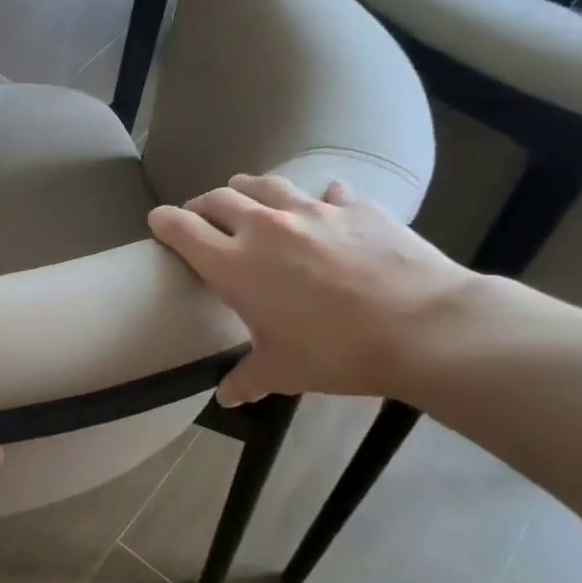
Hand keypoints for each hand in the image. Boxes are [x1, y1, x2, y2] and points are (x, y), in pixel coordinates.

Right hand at [148, 174, 479, 404]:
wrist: (423, 327)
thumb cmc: (336, 352)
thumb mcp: (283, 371)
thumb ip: (247, 379)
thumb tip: (227, 398)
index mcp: (234, 265)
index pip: (183, 229)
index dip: (165, 222)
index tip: (158, 221)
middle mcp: (265, 228)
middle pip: (219, 199)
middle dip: (202, 205)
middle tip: (200, 216)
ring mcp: (312, 211)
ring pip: (265, 184)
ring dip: (247, 189)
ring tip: (245, 196)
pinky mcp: (356, 208)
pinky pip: (328, 193)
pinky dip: (318, 200)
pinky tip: (326, 207)